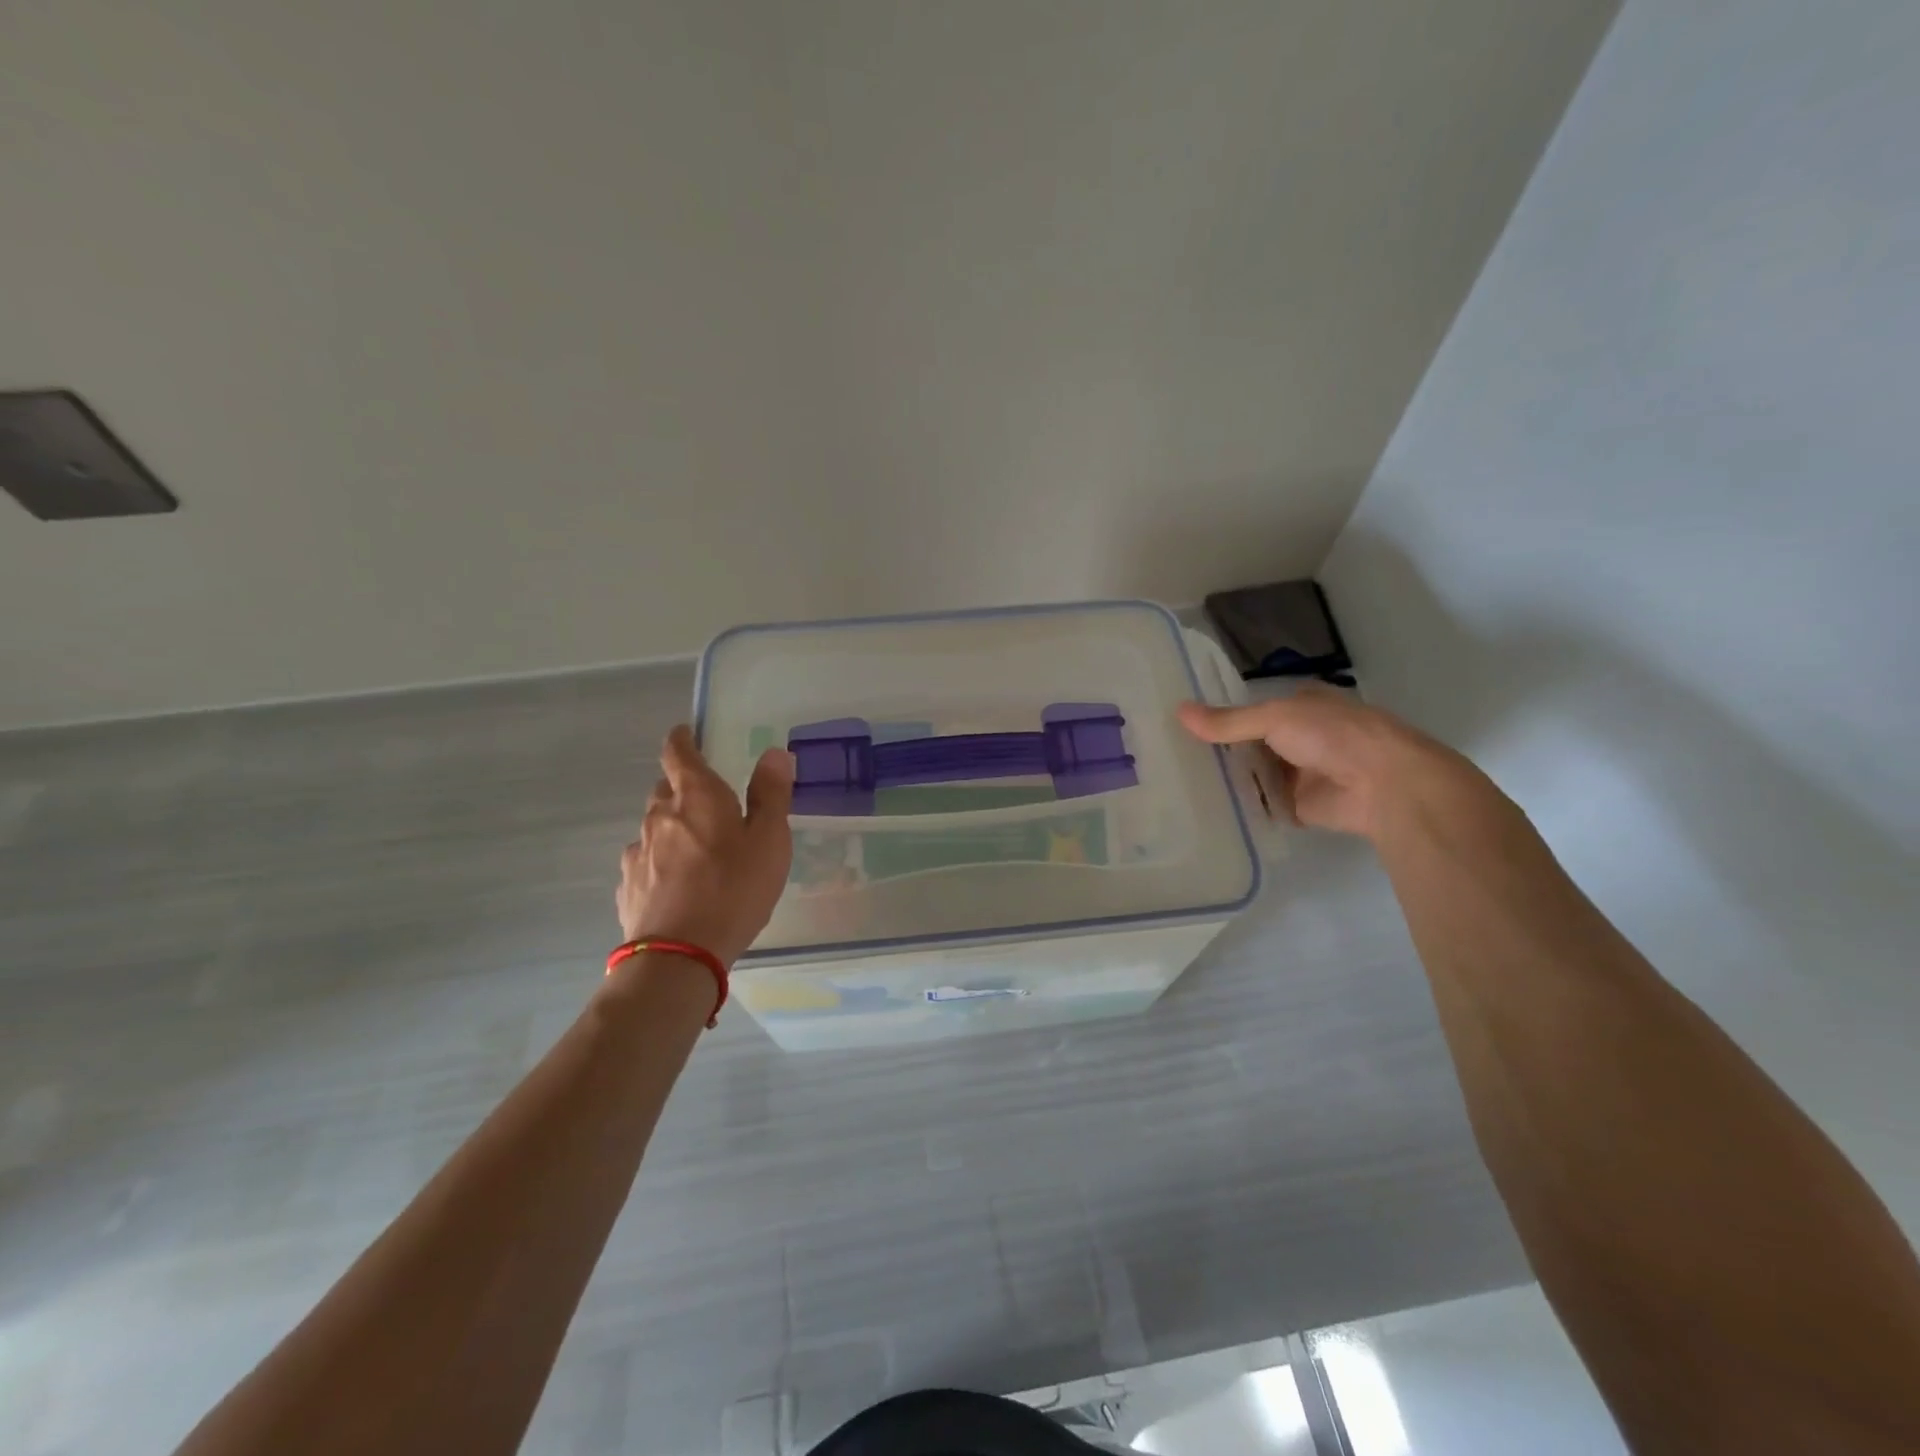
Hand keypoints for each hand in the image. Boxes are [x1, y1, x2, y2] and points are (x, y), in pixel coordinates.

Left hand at [616, 725, 794, 966]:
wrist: (678, 955)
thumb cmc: (734, 889)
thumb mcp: (770, 840)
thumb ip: (771, 794)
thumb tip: (773, 753)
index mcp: (696, 796)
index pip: (678, 752)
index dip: (682, 740)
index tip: (688, 735)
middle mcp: (659, 815)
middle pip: (665, 789)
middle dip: (684, 788)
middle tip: (711, 805)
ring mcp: (638, 852)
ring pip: (654, 827)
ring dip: (673, 828)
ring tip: (698, 851)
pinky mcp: (628, 886)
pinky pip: (645, 861)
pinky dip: (660, 862)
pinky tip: (678, 884)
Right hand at [1177, 686, 1460, 840]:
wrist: (1382, 785)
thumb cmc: (1332, 736)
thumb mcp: (1275, 718)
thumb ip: (1228, 722)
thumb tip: (1178, 711)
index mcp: (1300, 706)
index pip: (1252, 708)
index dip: (1221, 715)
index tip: (1182, 723)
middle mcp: (1299, 737)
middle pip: (1251, 743)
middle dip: (1220, 749)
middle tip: (1171, 755)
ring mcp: (1299, 773)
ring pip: (1255, 774)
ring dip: (1229, 778)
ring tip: (1179, 782)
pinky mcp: (1299, 806)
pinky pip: (1263, 804)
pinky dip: (1242, 806)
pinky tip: (1206, 807)